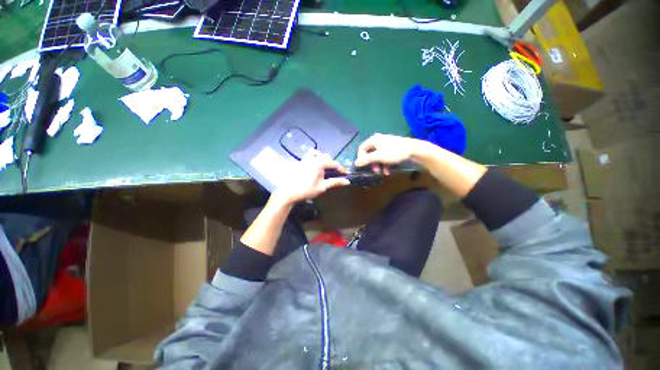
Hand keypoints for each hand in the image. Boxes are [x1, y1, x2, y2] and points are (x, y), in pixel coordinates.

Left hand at [272, 150, 349, 204]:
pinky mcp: (301, 162)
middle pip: (327, 157)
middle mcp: (313, 158)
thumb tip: (347, 181)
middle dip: (333, 164)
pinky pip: (310, 155)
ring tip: (326, 168)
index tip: (347, 174)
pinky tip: (315, 167)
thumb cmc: (307, 189)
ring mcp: (306, 159)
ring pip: (318, 154)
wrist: (289, 192)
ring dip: (324, 159)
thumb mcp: (323, 186)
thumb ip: (335, 182)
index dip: (342, 169)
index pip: (334, 163)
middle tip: (336, 173)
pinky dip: (315, 158)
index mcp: (320, 162)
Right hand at [354, 133, 419, 174]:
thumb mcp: (378, 157)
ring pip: (377, 157)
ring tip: (383, 173)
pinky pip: (384, 157)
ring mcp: (386, 145)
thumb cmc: (394, 152)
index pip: (361, 148)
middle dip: (372, 164)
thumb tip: (355, 163)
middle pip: (370, 153)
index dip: (361, 158)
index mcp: (374, 140)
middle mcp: (378, 141)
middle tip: (375, 171)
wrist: (414, 150)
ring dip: (379, 166)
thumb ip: (366, 160)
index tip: (363, 167)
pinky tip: (388, 171)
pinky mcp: (392, 149)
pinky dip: (385, 164)